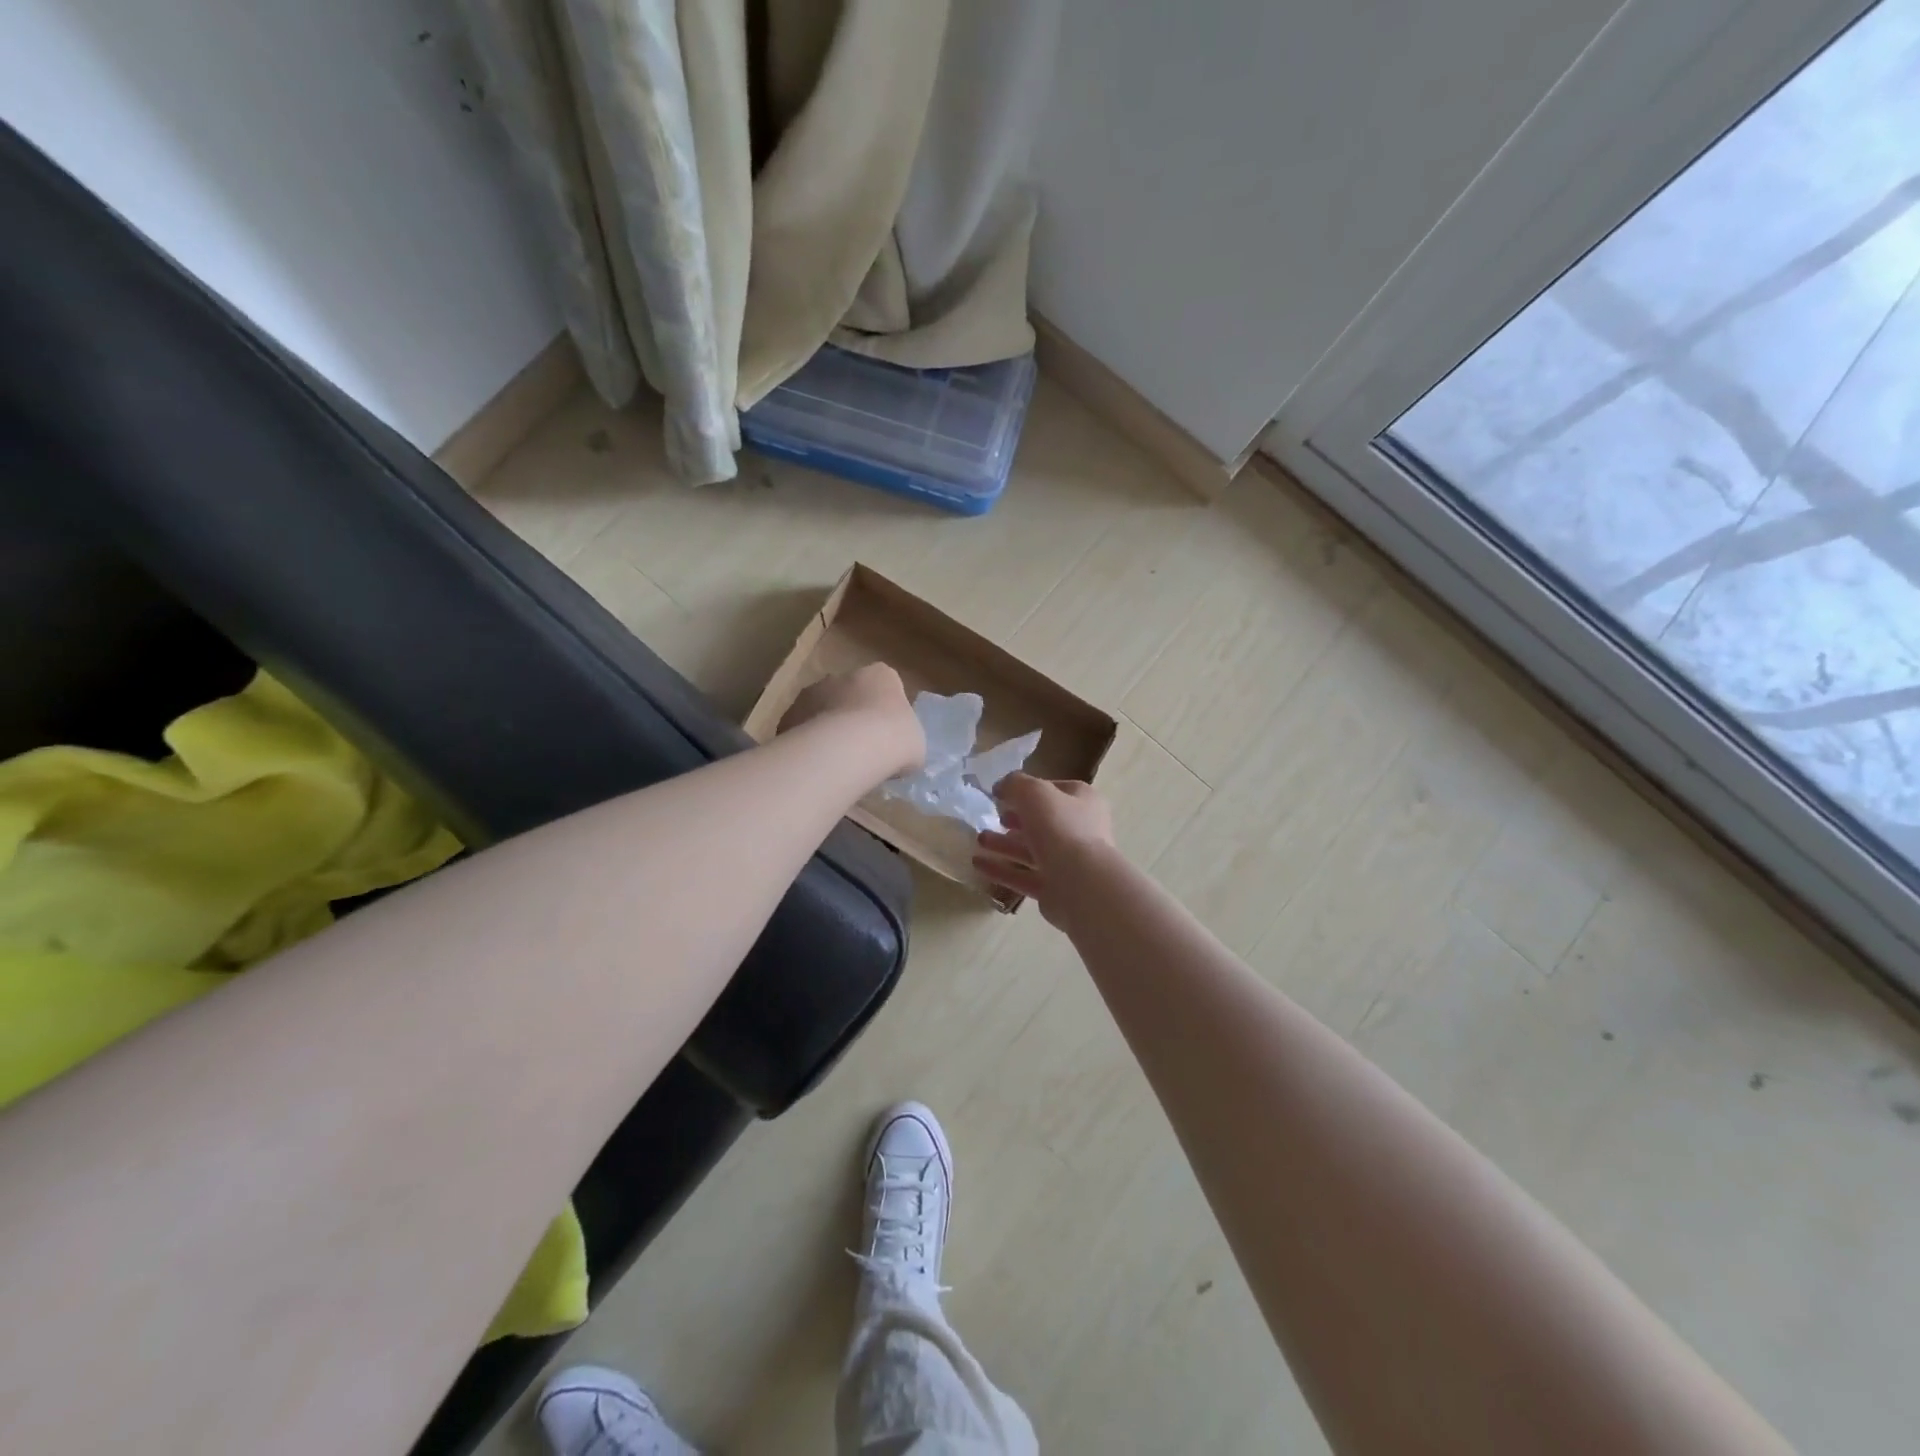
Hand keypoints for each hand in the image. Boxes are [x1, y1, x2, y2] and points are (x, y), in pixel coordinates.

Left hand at [779, 663, 924, 778]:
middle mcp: (844, 675)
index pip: (885, 686)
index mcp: (881, 675)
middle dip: (852, 717)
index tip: (887, 737)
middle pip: (849, 695)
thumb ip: (904, 741)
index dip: (885, 713)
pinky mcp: (789, 714)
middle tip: (859, 750)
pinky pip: (801, 730)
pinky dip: (806, 744)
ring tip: (835, 763)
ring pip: (822, 710)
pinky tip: (815, 766)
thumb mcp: (915, 744)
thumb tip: (897, 752)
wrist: (848, 749)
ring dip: (827, 730)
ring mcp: (812, 692)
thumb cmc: (894, 740)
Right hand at [973, 774, 1116, 925]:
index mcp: (1083, 802)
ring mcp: (1068, 862)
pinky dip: (1001, 870)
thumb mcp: (1034, 792)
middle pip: (1042, 822)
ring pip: (1031, 850)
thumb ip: (1015, 784)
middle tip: (993, 817)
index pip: (1054, 790)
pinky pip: (1023, 876)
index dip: (1028, 790)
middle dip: (1015, 820)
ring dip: (1004, 844)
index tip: (1002, 794)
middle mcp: (1080, 831)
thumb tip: (1001, 787)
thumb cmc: (1061, 828)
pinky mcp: (1054, 889)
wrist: (1081, 884)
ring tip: (979, 840)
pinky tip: (978, 864)